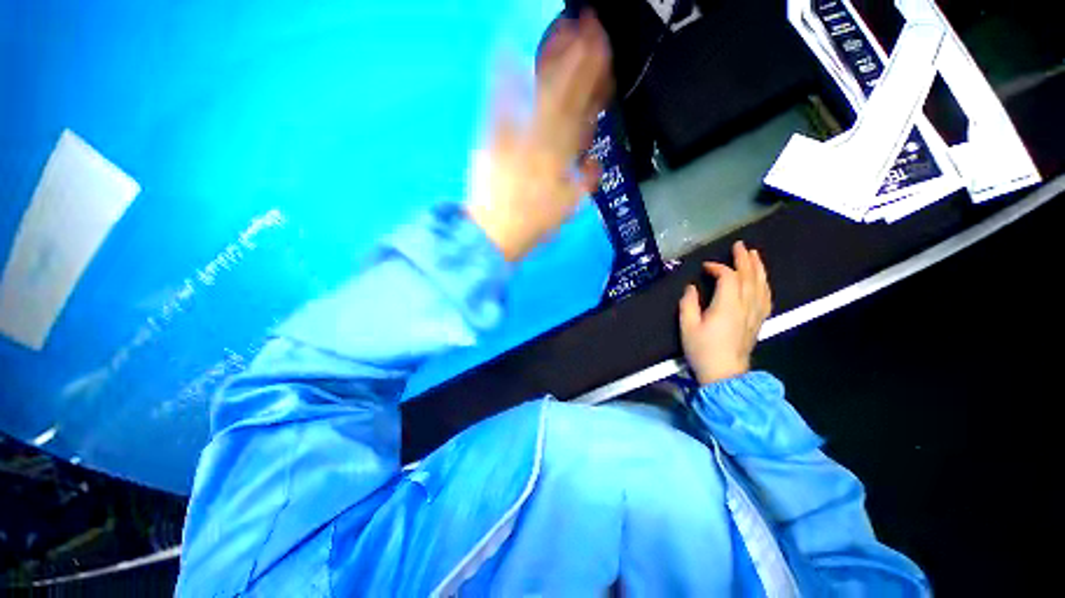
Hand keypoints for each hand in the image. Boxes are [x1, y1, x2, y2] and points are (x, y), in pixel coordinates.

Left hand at [468, 9, 613, 261]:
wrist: (494, 233)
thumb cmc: (532, 225)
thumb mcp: (566, 210)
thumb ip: (584, 184)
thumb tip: (596, 161)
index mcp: (561, 161)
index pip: (583, 116)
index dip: (595, 85)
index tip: (605, 57)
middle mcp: (543, 144)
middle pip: (564, 97)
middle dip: (579, 60)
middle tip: (590, 24)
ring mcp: (515, 138)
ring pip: (538, 95)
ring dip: (552, 60)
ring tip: (564, 28)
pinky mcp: (491, 139)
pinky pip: (499, 106)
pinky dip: (503, 78)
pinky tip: (506, 51)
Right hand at [679, 242, 772, 384]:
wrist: (724, 374)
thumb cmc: (702, 350)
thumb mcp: (687, 327)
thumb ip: (689, 304)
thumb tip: (692, 288)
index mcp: (727, 306)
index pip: (729, 278)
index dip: (718, 268)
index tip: (705, 266)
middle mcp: (746, 307)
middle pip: (750, 277)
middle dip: (745, 260)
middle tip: (740, 245)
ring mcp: (755, 314)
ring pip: (761, 286)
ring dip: (758, 269)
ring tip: (754, 255)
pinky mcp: (758, 322)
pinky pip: (766, 298)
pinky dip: (764, 285)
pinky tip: (762, 281)